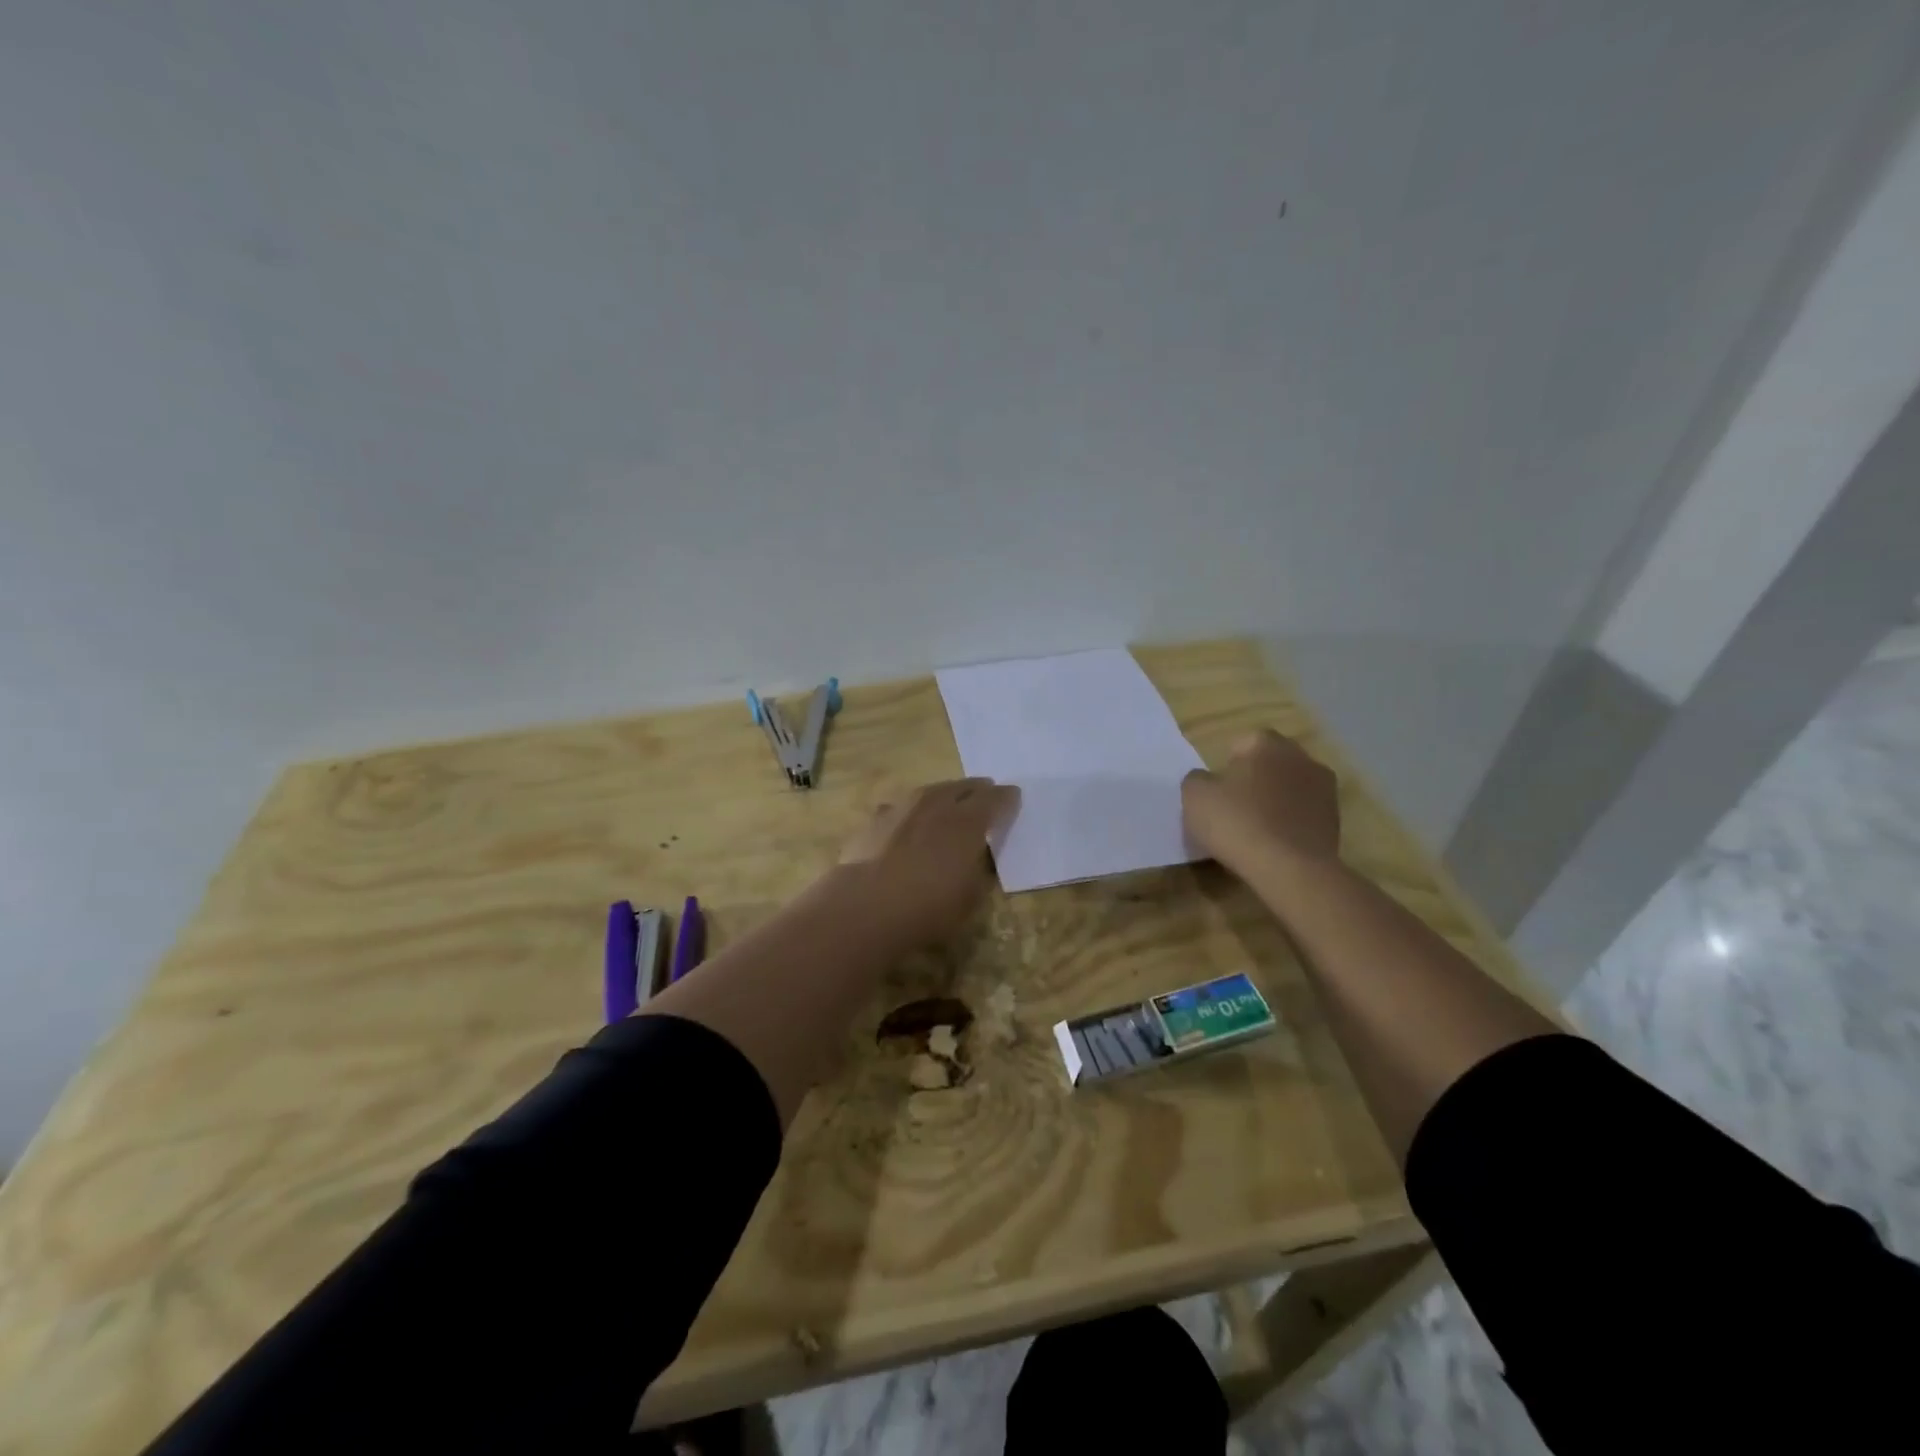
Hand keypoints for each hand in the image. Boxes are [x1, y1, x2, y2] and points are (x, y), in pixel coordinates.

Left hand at [838, 778, 1019, 948]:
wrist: (866, 906)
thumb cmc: (928, 907)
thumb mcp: (970, 897)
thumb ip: (978, 870)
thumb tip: (977, 858)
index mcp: (969, 821)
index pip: (995, 799)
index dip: (1006, 798)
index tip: (1013, 797)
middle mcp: (938, 804)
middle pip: (963, 787)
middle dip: (977, 789)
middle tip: (985, 792)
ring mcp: (903, 807)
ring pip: (931, 790)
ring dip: (945, 793)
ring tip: (950, 799)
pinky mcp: (875, 819)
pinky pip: (902, 806)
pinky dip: (912, 810)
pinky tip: (910, 819)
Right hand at [1182, 729, 1339, 879]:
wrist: (1290, 869)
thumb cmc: (1237, 823)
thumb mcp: (1194, 796)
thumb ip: (1198, 779)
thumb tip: (1208, 780)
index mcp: (1267, 743)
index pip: (1240, 744)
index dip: (1225, 768)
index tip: (1217, 793)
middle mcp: (1301, 756)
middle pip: (1269, 764)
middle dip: (1253, 780)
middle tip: (1233, 809)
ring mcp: (1324, 788)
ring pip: (1289, 788)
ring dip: (1275, 801)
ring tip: (1255, 830)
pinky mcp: (1335, 819)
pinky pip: (1303, 813)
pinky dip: (1290, 822)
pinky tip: (1275, 844)